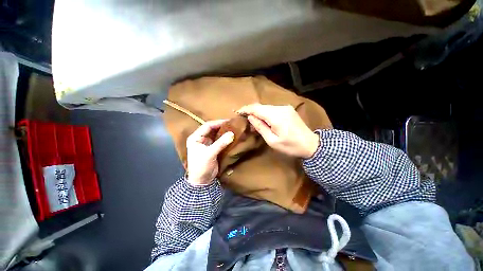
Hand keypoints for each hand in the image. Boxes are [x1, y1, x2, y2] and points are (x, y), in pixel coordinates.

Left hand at [186, 120, 234, 185]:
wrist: (202, 181)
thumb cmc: (201, 166)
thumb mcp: (210, 154)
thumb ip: (220, 143)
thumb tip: (232, 134)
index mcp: (195, 137)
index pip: (207, 126)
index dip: (218, 122)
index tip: (229, 121)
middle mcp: (201, 138)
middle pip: (212, 129)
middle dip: (222, 126)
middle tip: (232, 124)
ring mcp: (207, 143)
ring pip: (216, 134)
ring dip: (224, 132)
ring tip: (233, 129)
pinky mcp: (213, 148)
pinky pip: (219, 140)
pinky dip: (225, 138)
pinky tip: (231, 136)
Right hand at [237, 104, 318, 158]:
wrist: (311, 144)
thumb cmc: (291, 146)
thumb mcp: (272, 141)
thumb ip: (260, 127)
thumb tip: (251, 117)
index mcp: (276, 116)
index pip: (256, 108)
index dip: (246, 109)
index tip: (237, 112)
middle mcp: (280, 108)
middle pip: (261, 106)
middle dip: (251, 111)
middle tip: (243, 117)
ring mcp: (285, 108)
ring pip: (266, 107)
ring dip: (258, 112)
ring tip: (252, 120)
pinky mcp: (288, 109)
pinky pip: (273, 109)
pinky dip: (265, 113)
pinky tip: (263, 119)